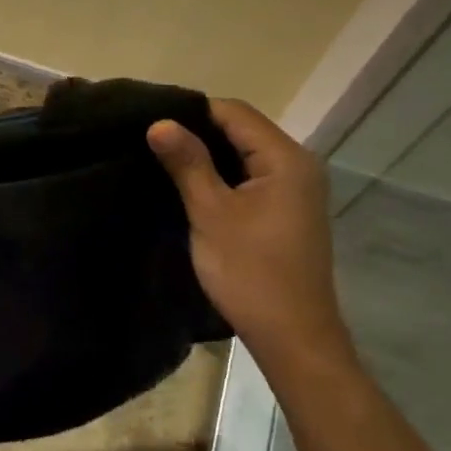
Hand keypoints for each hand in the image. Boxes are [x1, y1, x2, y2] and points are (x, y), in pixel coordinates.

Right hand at [148, 99, 346, 361]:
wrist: (293, 338)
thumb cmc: (250, 272)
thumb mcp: (211, 212)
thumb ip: (187, 162)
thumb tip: (159, 122)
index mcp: (285, 158)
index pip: (234, 111)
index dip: (192, 111)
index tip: (152, 123)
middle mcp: (298, 165)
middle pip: (242, 129)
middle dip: (198, 132)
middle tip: (152, 142)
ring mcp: (297, 189)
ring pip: (246, 153)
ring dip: (209, 155)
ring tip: (165, 161)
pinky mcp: (289, 210)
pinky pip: (252, 176)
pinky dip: (224, 176)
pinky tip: (194, 186)